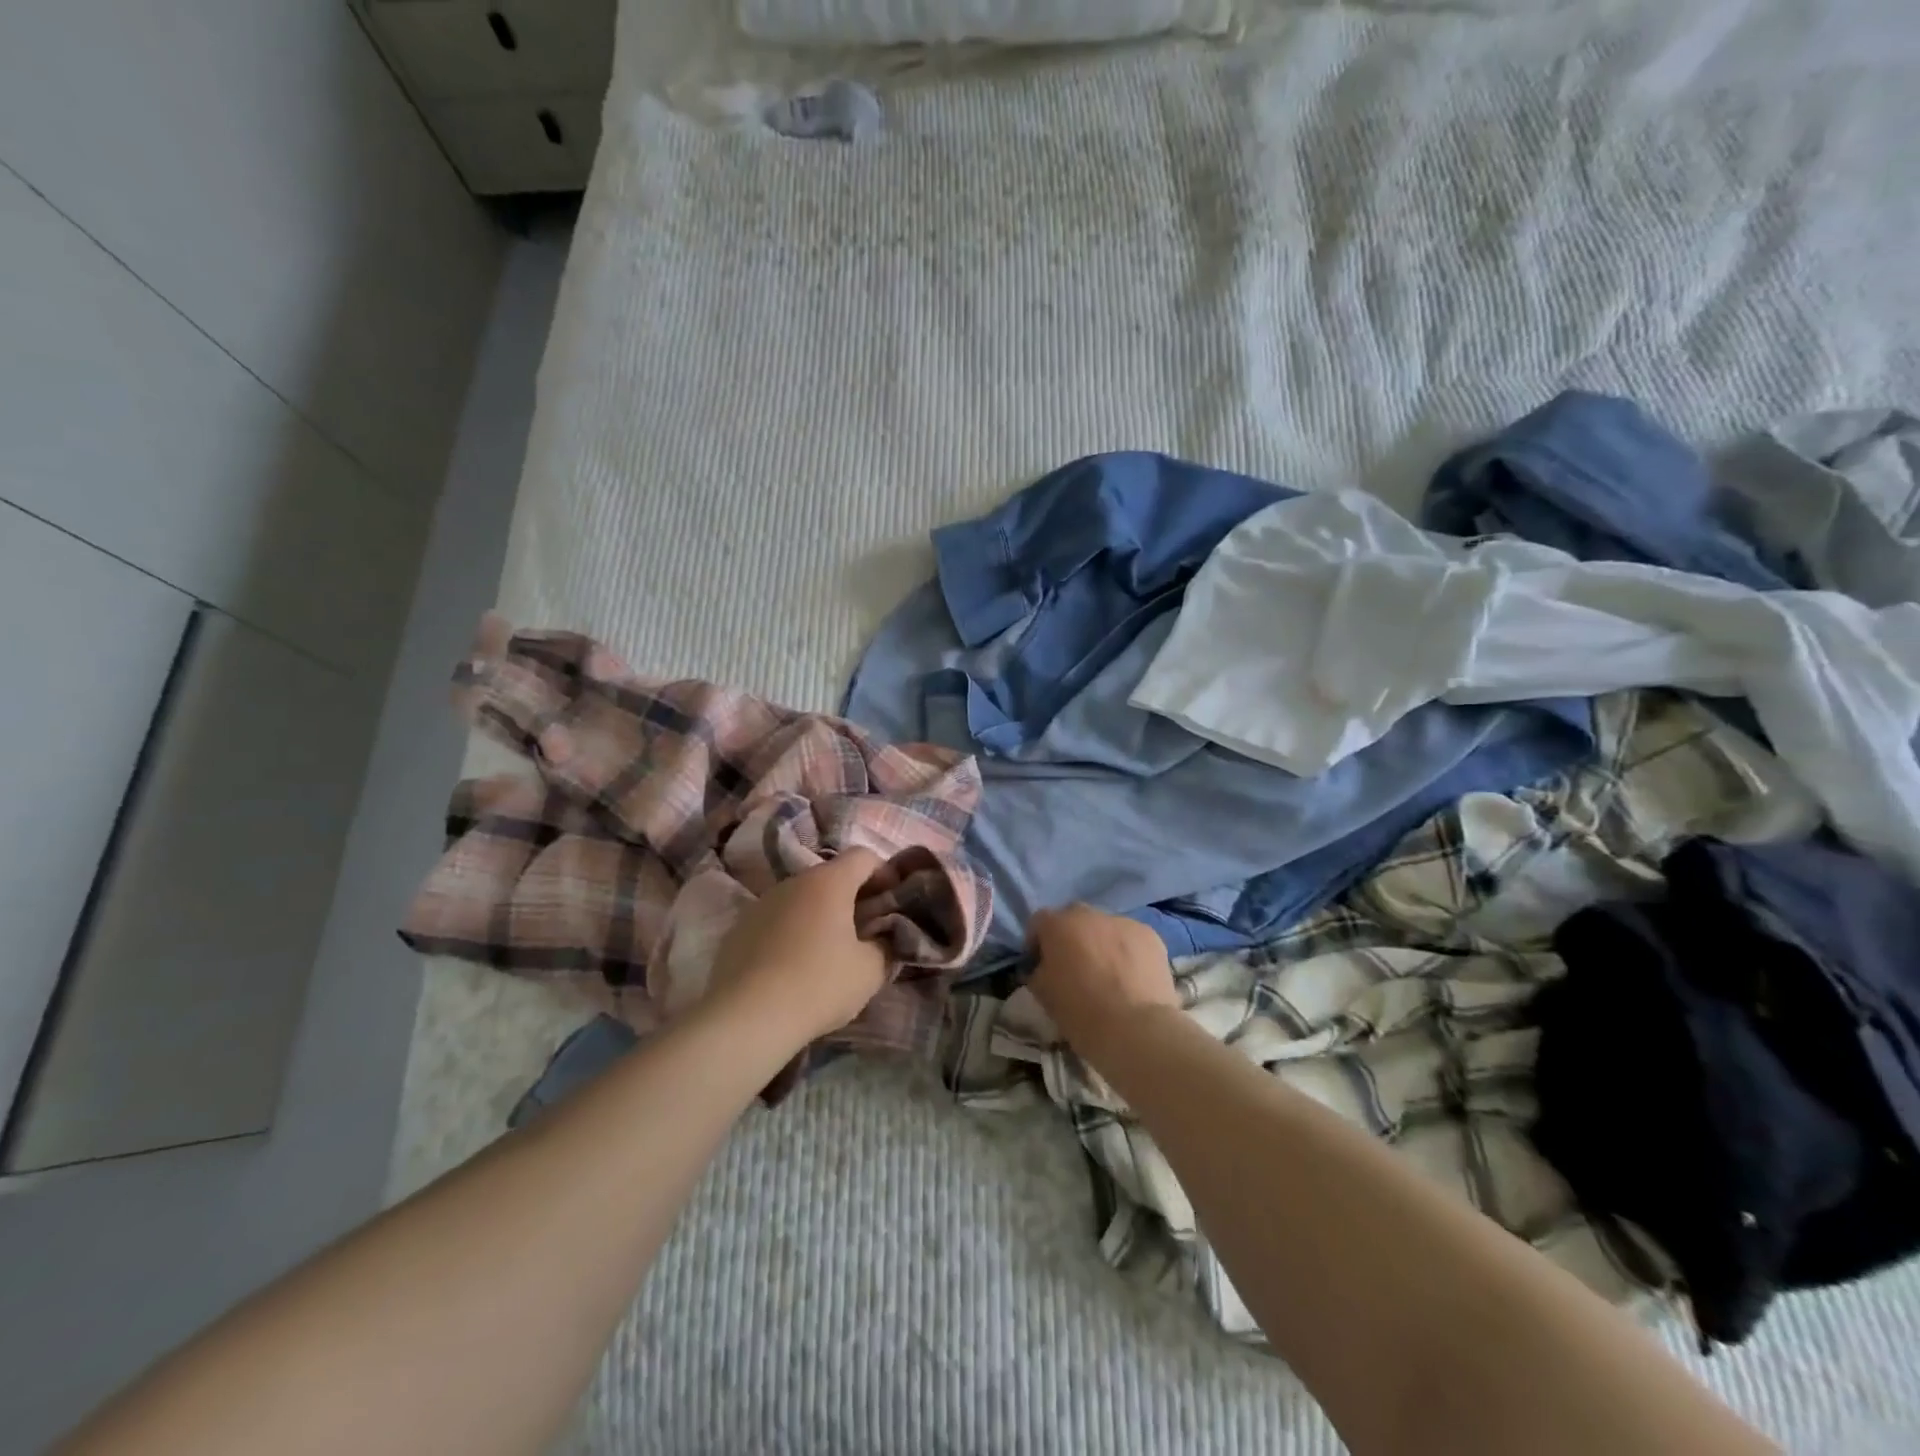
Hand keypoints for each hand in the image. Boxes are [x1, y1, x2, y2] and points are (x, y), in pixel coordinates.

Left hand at [706, 848, 893, 1049]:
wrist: (745, 1018)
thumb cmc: (818, 985)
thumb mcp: (870, 971)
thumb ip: (885, 946)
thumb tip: (882, 939)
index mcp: (829, 882)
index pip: (863, 856)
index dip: (884, 873)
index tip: (892, 902)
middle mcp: (793, 882)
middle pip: (831, 876)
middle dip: (852, 897)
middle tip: (866, 930)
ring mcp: (762, 903)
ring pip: (801, 898)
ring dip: (820, 914)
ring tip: (829, 952)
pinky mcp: (739, 928)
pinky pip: (777, 920)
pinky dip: (792, 932)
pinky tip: (794, 967)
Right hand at [1027, 904, 1180, 1055]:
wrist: (1136, 1029)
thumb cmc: (1081, 1013)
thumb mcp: (1042, 994)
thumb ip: (1037, 971)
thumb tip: (1043, 967)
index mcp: (1058, 925)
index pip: (1039, 922)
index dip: (1037, 943)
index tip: (1040, 965)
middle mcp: (1090, 914)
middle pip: (1074, 919)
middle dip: (1071, 938)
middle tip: (1074, 968)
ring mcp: (1123, 922)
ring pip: (1105, 928)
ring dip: (1101, 944)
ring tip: (1108, 976)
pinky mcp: (1151, 936)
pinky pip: (1131, 940)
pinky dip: (1128, 953)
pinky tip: (1131, 979)